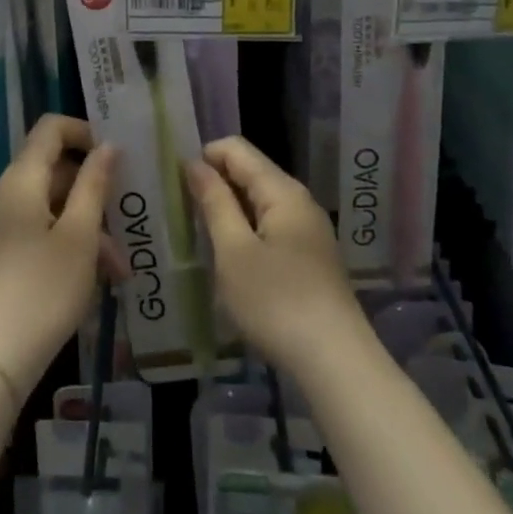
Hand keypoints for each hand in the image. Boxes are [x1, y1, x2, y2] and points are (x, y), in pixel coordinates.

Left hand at [0, 115, 121, 398]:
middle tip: (128, 219)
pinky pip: (41, 231)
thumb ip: (95, 184)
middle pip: (55, 169)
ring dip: (88, 227)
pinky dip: (70, 244)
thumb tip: (108, 145)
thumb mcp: (80, 236)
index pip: (51, 128)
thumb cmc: (43, 289)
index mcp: (21, 179)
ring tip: (119, 268)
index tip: (117, 156)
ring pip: (53, 206)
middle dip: (95, 191)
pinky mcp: (2, 254)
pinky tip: (97, 279)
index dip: (85, 131)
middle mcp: (6, 194)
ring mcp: (1, 225)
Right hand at [186, 136, 363, 376]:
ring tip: (199, 232)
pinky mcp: (310, 257)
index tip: (175, 182)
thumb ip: (214, 203)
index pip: (237, 149)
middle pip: (251, 172)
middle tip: (180, 209)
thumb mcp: (234, 252)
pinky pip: (270, 226)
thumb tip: (195, 164)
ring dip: (229, 209)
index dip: (204, 156)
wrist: (336, 364)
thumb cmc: (277, 303)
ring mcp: (308, 230)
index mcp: (282, 191)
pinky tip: (230, 257)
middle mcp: (299, 201)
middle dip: (215, 182)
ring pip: (260, 201)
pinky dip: (246, 230)